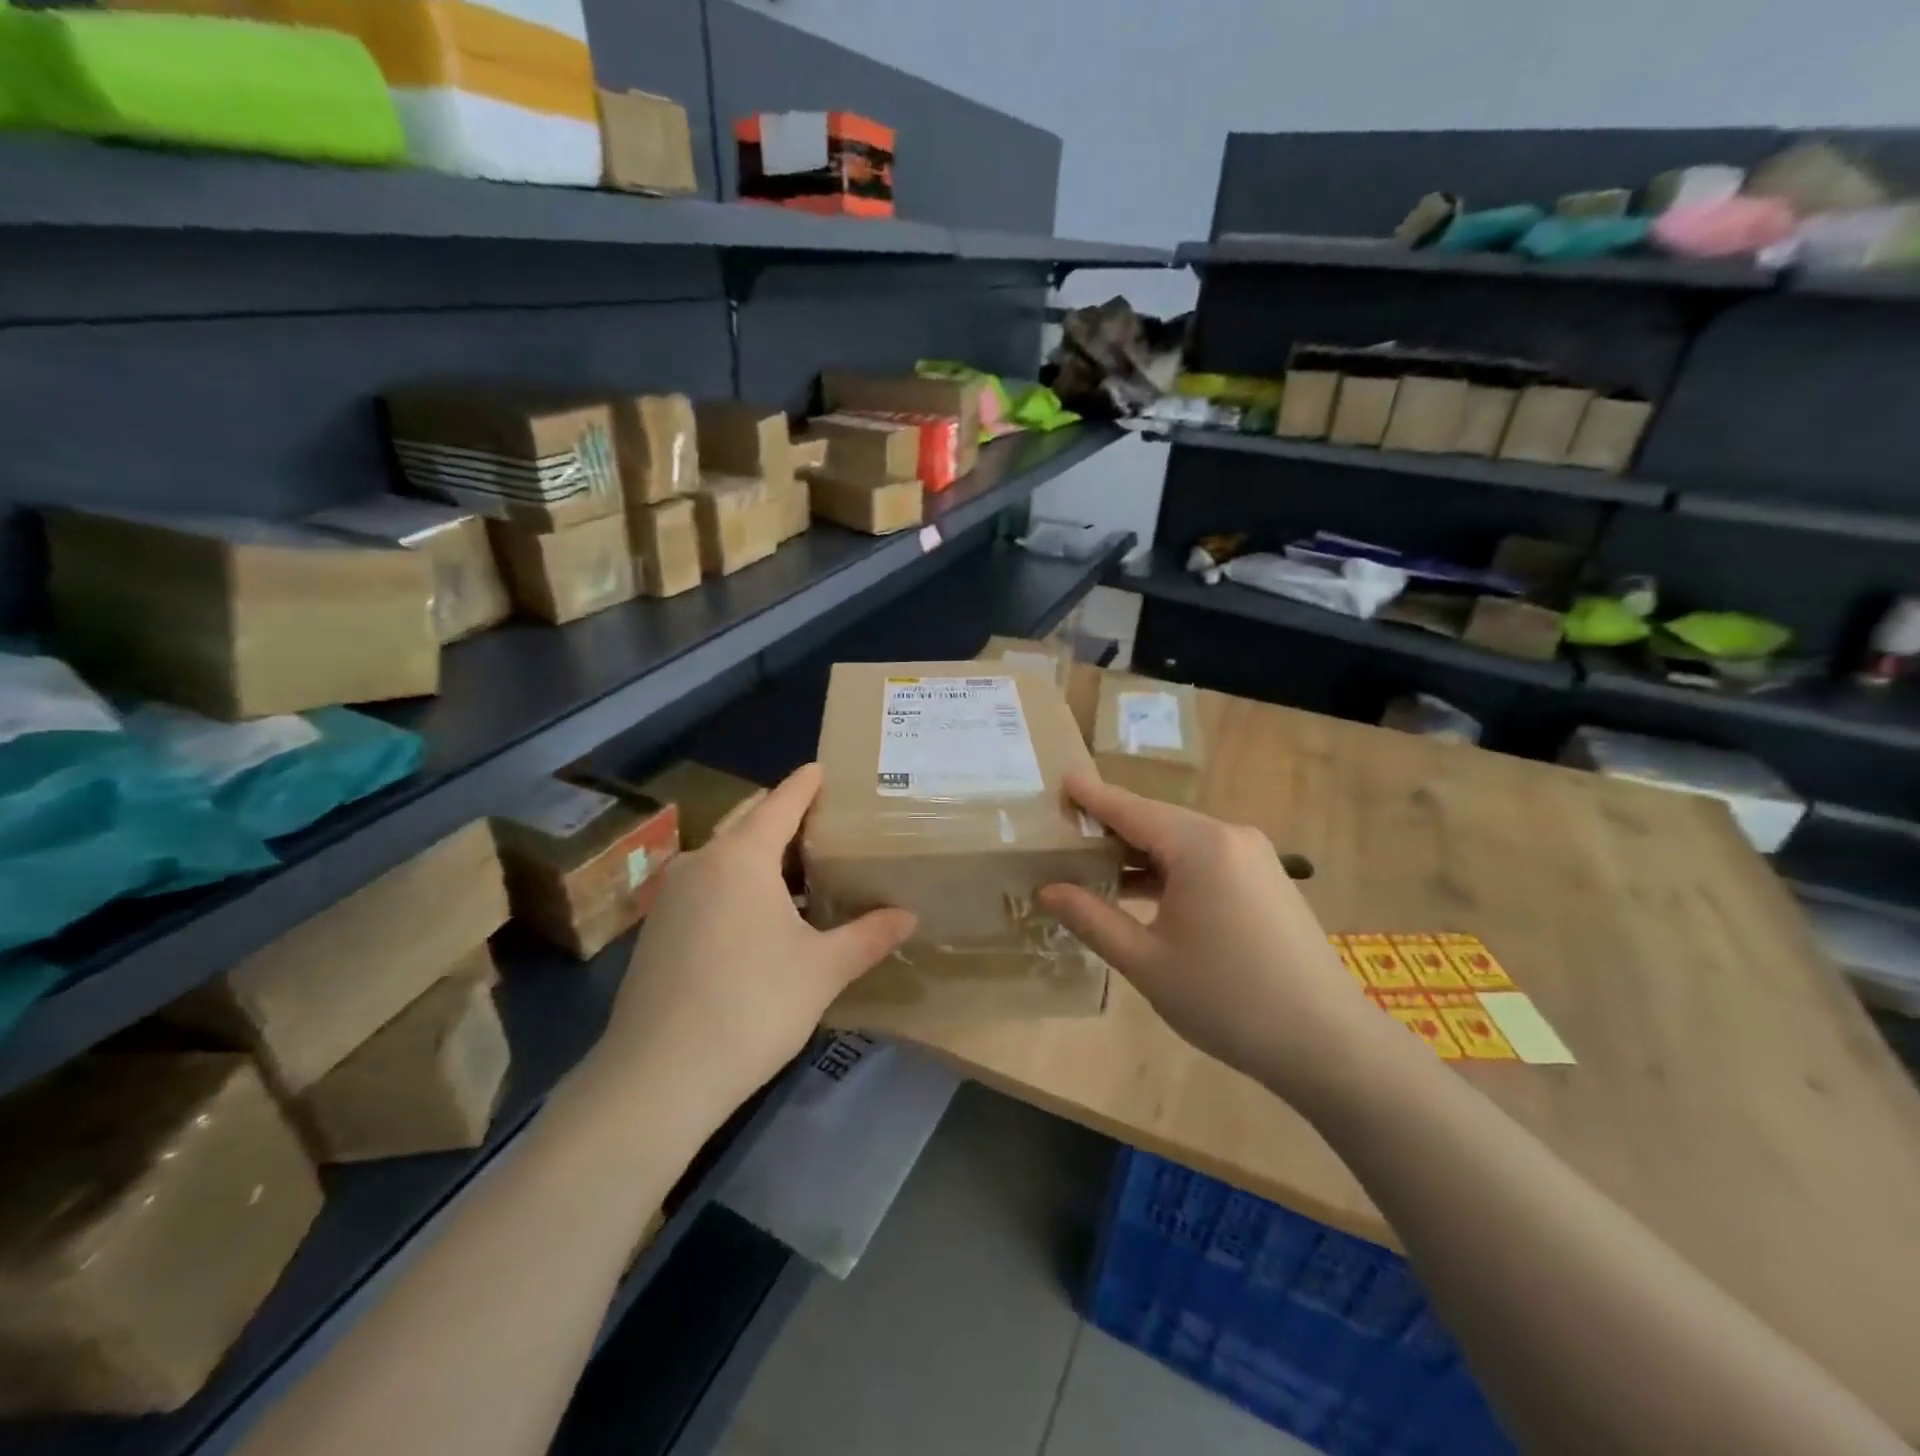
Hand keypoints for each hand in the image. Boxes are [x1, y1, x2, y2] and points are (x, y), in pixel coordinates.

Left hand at [587, 763, 915, 1123]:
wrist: (658, 1077)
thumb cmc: (752, 1007)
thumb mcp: (823, 970)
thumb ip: (868, 936)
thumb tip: (909, 916)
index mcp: (742, 858)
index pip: (780, 803)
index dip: (805, 784)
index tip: (823, 769)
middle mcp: (701, 863)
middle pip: (748, 822)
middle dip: (783, 817)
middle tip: (825, 824)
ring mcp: (672, 896)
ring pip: (724, 857)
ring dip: (759, 855)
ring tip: (800, 870)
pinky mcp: (658, 930)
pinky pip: (706, 886)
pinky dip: (736, 884)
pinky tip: (760, 916)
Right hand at [1038, 774, 1385, 1104]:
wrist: (1327, 1043)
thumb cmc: (1227, 999)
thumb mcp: (1146, 961)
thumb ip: (1092, 918)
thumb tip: (1047, 890)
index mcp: (1200, 846)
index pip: (1131, 809)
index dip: (1092, 797)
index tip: (1060, 780)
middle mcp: (1230, 836)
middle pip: (1157, 821)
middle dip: (1111, 827)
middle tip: (1065, 834)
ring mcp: (1255, 857)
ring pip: (1182, 842)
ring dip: (1140, 853)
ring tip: (1093, 866)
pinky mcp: (1266, 880)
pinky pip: (1206, 860)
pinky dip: (1170, 869)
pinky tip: (1143, 891)